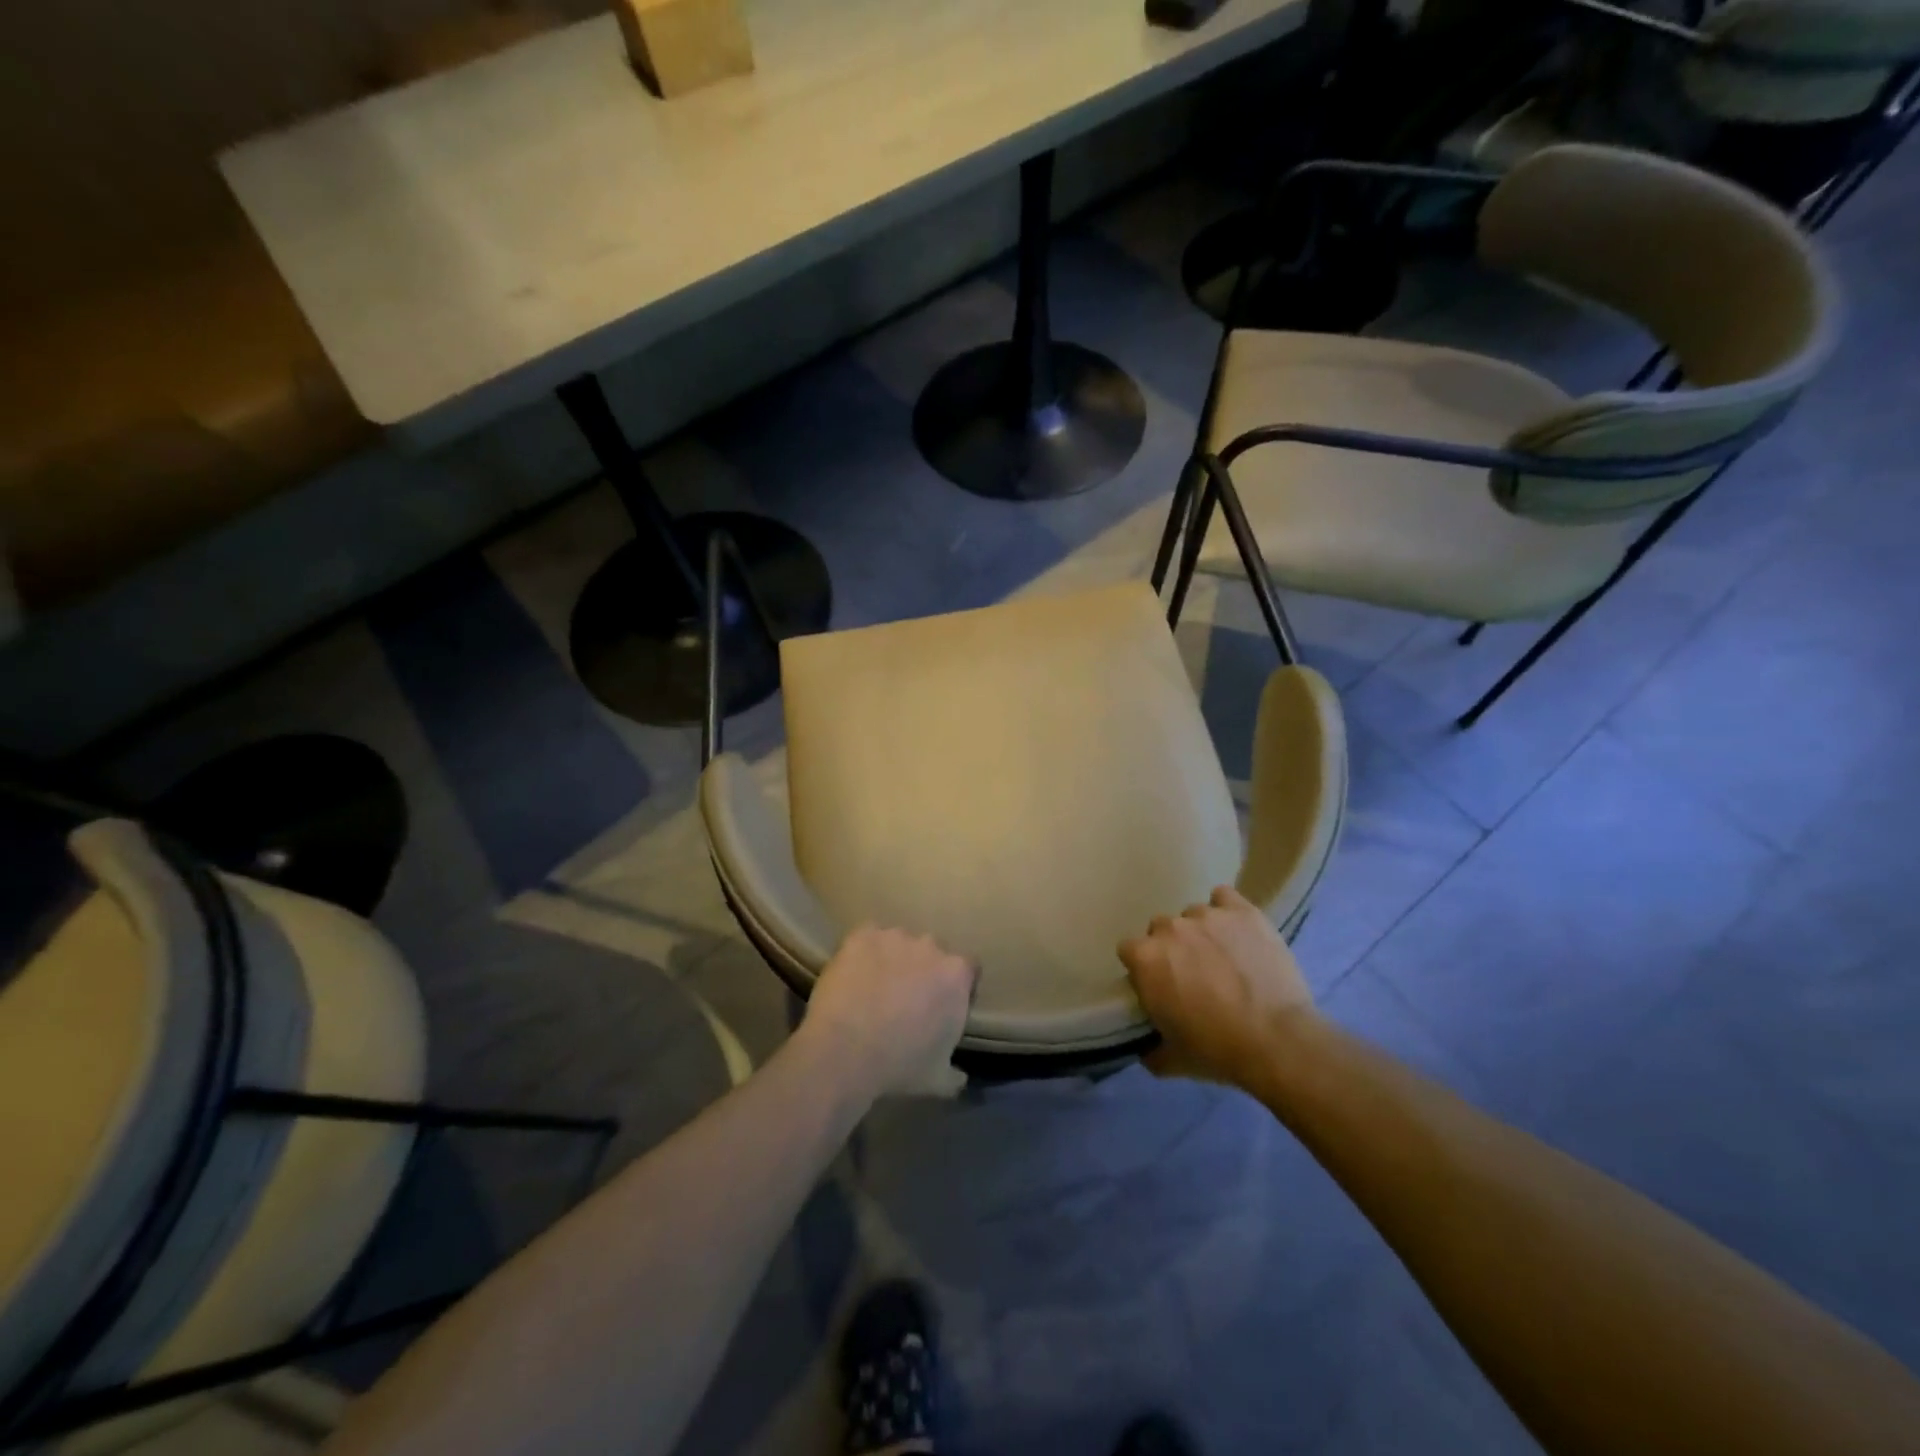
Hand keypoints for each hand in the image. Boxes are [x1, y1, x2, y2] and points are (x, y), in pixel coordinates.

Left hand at [801, 925, 976, 1098]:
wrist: (845, 1052)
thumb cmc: (899, 1066)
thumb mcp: (937, 1079)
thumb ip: (954, 1074)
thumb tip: (961, 1078)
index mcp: (955, 975)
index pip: (968, 969)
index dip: (956, 985)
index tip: (942, 1004)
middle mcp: (931, 946)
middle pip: (933, 951)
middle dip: (923, 969)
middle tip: (906, 997)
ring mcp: (895, 936)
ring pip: (899, 943)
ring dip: (892, 958)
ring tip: (874, 986)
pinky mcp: (862, 935)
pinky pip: (867, 938)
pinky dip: (864, 952)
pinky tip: (853, 975)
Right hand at [1118, 886, 1316, 1088]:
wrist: (1277, 1041)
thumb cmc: (1217, 1050)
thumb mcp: (1173, 1060)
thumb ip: (1150, 1049)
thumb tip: (1145, 1048)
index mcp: (1145, 958)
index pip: (1129, 950)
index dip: (1143, 968)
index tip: (1158, 986)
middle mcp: (1170, 928)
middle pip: (1160, 928)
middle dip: (1171, 947)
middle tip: (1193, 974)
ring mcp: (1207, 915)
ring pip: (1193, 914)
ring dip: (1201, 932)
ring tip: (1223, 956)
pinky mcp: (1242, 911)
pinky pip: (1224, 897)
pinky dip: (1226, 910)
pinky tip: (1236, 930)